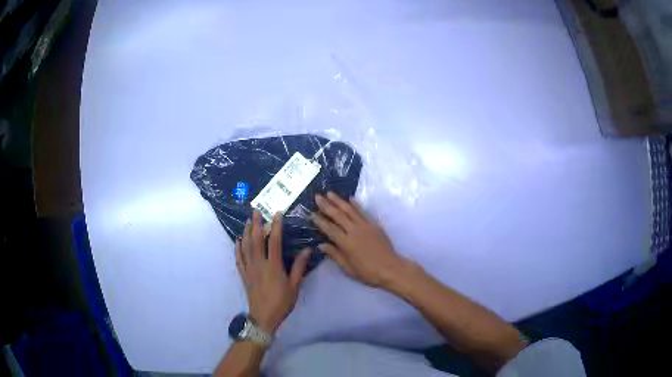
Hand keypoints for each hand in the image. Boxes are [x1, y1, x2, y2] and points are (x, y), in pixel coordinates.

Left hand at [236, 211, 310, 333]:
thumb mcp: (295, 286)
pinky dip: (237, 248)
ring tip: (247, 221)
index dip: (276, 226)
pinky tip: (238, 240)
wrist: (264, 316)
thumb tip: (307, 250)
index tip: (277, 214)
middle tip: (256, 211)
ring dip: (246, 233)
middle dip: (256, 224)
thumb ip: (299, 267)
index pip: (274, 241)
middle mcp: (259, 263)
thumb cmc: (282, 302)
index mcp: (273, 265)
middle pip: (255, 240)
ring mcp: (249, 269)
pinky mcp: (244, 275)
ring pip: (245, 247)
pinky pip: (239, 258)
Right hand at [312, 192, 410, 288]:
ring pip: (350, 210)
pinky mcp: (375, 225)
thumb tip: (321, 245)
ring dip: (339, 201)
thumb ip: (335, 255)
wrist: (391, 269)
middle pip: (338, 215)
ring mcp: (366, 226)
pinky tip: (351, 199)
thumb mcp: (348, 268)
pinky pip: (364, 212)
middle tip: (317, 197)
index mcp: (346, 243)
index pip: (330, 229)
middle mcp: (354, 231)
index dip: (320, 221)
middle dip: (327, 205)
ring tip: (330, 193)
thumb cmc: (368, 273)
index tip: (311, 214)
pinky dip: (357, 205)